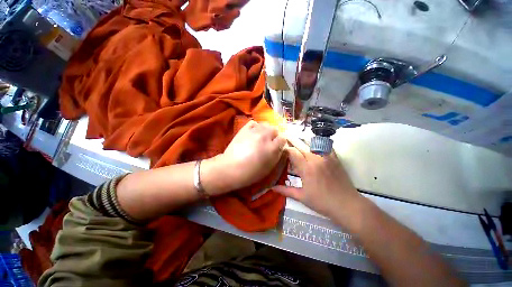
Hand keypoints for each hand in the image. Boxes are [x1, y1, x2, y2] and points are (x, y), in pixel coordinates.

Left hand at [202, 120, 286, 194]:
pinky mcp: (244, 129)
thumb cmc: (251, 172)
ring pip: (265, 124)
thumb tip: (281, 148)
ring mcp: (254, 131)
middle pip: (274, 129)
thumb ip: (277, 156)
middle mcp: (265, 136)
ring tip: (261, 137)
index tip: (277, 147)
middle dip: (273, 135)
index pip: (282, 139)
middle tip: (269, 142)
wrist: (231, 168)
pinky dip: (256, 126)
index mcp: (272, 148)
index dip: (280, 143)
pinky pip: (253, 123)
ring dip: (265, 130)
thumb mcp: (269, 168)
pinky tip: (254, 133)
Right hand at [273, 136, 361, 217]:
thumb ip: (286, 190)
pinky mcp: (335, 158)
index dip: (286, 149)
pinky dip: (319, 143)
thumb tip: (272, 188)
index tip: (281, 149)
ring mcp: (327, 157)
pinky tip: (315, 144)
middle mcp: (315, 159)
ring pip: (313, 143)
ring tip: (298, 140)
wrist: (347, 205)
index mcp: (306, 168)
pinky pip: (326, 146)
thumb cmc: (322, 202)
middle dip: (292, 142)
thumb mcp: (302, 197)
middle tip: (286, 139)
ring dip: (304, 141)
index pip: (293, 152)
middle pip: (301, 145)